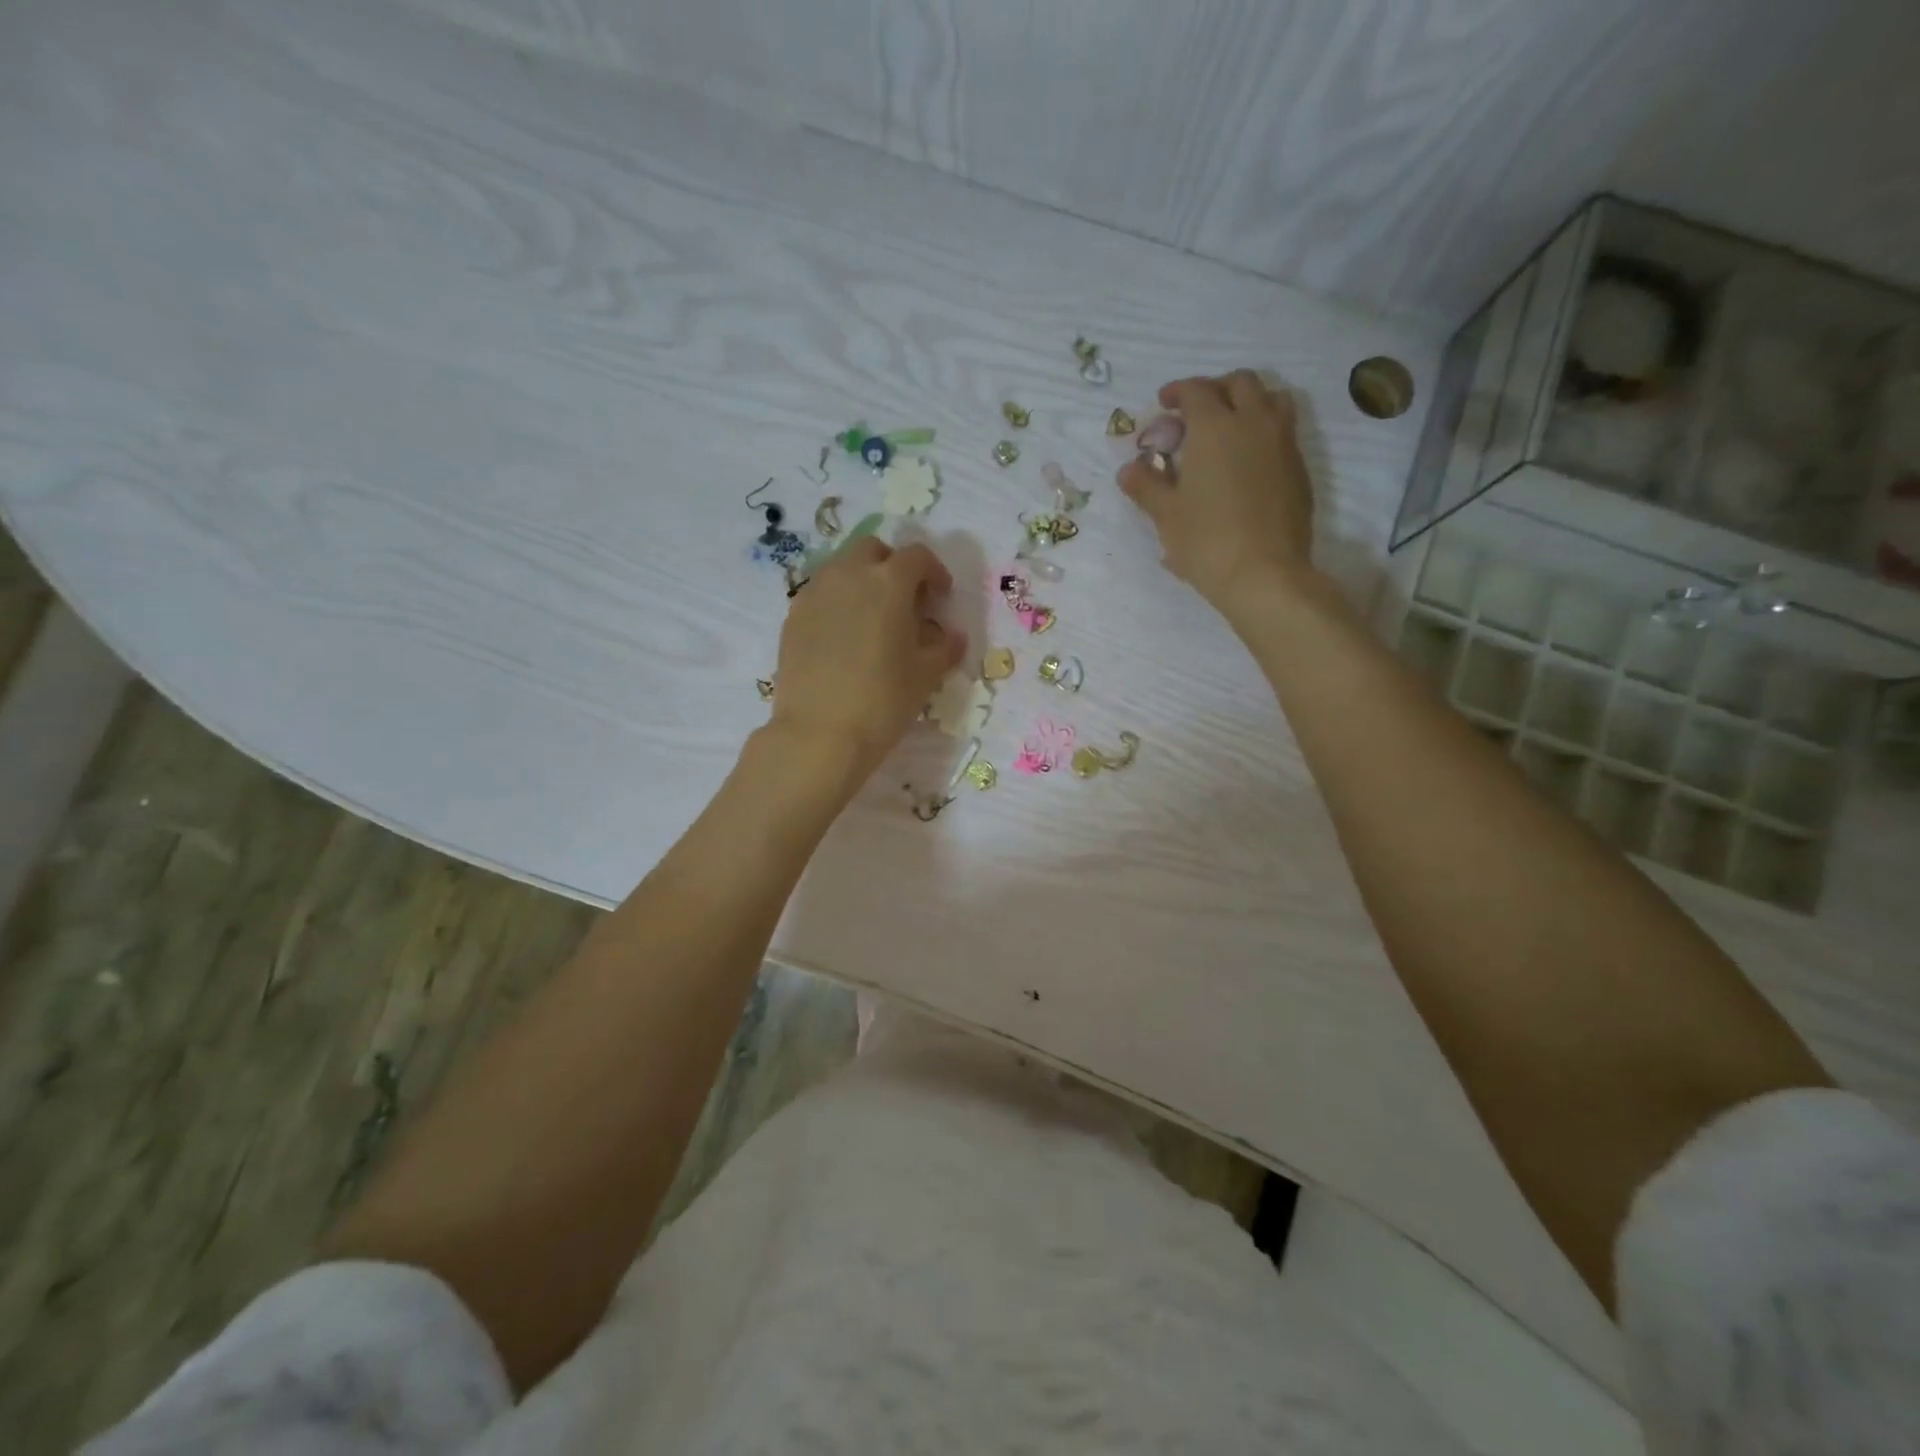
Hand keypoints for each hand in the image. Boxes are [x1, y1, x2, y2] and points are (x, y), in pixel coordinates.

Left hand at [768, 537, 966, 779]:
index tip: (941, 597)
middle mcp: (848, 575)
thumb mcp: (926, 675)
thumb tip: (951, 634)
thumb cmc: (883, 701)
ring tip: (872, 618)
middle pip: (872, 549)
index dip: (934, 572)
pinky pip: (820, 594)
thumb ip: (944, 647)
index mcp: (888, 582)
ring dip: (862, 580)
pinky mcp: (792, 616)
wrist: (819, 733)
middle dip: (892, 565)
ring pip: (841, 567)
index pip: (917, 556)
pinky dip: (837, 602)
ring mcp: (814, 593)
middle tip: (904, 601)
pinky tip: (844, 637)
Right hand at [1118, 370, 1319, 612]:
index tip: (1164, 403)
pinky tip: (1248, 461)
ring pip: (1272, 399)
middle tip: (1197, 412)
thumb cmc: (1206, 540)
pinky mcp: (1300, 468)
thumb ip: (1146, 486)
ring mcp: (1283, 443)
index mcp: (1215, 427)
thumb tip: (1128, 470)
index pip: (1196, 390)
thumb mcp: (1166, 515)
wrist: (1264, 574)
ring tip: (1230, 427)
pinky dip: (1264, 431)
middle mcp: (1253, 423)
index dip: (1178, 391)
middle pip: (1240, 382)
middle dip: (1216, 389)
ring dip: (1248, 402)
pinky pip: (1284, 432)